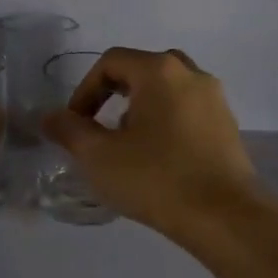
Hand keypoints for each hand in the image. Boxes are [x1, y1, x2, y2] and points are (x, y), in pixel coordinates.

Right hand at [41, 47, 262, 239]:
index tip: (75, 124)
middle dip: (115, 94)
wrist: (224, 215)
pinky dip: (167, 122)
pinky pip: (189, 110)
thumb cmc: (156, 178)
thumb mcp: (100, 156)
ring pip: (168, 90)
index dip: (84, 90)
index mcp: (160, 70)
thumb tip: (49, 117)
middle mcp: (192, 74)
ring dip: (142, 108)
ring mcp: (215, 99)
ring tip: (129, 145)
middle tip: (101, 127)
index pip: (111, 62)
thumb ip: (69, 130)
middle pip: (143, 70)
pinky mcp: (228, 126)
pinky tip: (159, 158)